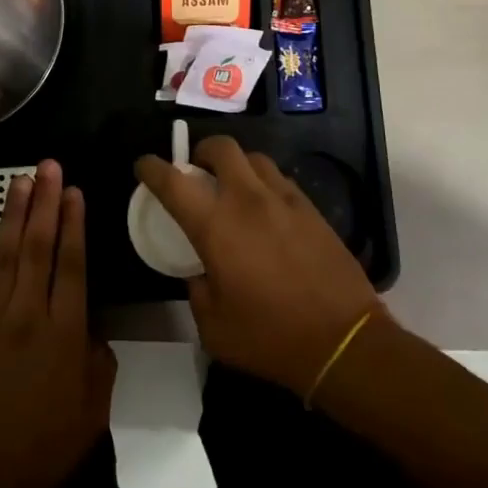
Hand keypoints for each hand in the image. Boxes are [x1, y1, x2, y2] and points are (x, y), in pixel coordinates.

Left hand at [0, 160, 115, 487]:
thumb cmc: (47, 449)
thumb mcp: (94, 407)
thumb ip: (97, 357)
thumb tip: (89, 323)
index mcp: (65, 331)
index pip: (71, 262)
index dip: (74, 222)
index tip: (75, 190)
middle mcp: (27, 313)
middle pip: (38, 246)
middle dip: (45, 202)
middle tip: (49, 166)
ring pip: (4, 254)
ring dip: (14, 215)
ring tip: (21, 181)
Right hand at [134, 137, 382, 397]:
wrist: (343, 340)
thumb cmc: (270, 337)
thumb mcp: (214, 328)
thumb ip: (197, 291)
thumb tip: (199, 272)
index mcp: (215, 226)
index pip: (173, 181)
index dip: (152, 167)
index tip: (144, 166)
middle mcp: (247, 200)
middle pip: (221, 147)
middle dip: (202, 151)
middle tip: (197, 171)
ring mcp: (284, 199)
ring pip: (254, 158)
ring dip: (236, 166)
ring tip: (233, 189)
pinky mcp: (311, 208)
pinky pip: (280, 180)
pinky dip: (264, 184)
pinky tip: (266, 210)